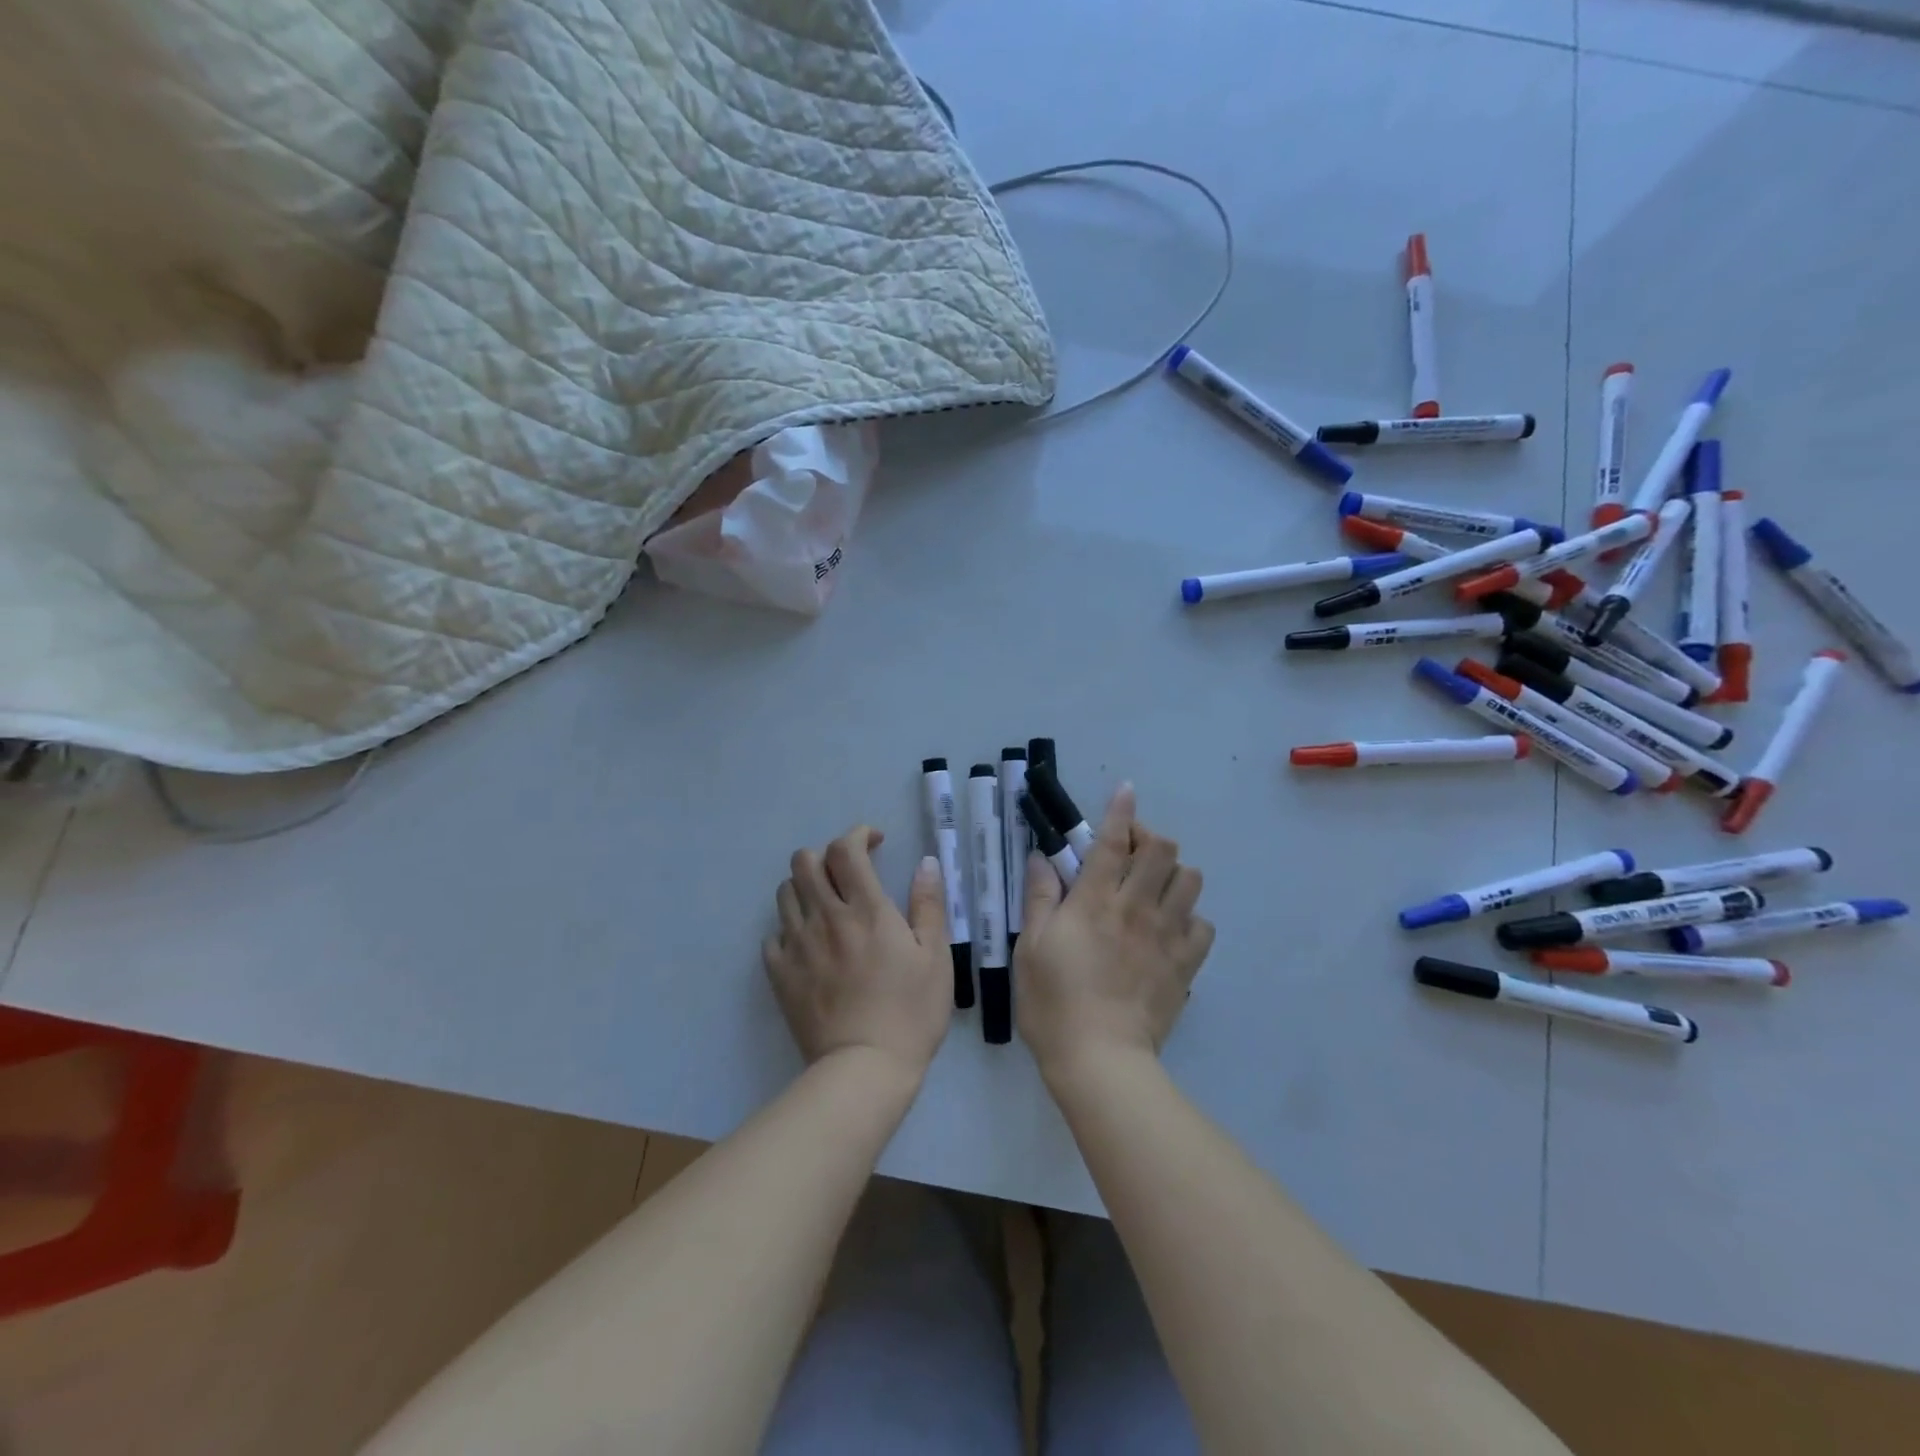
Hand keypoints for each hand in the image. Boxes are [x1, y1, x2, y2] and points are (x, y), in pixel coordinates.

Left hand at [763, 826, 952, 1077]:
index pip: (845, 850)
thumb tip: (924, 863)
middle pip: (805, 862)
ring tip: (826, 907)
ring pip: (784, 893)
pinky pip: (773, 935)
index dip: (857, 835)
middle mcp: (825, 917)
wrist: (864, 1069)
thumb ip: (928, 905)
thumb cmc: (911, 1012)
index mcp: (866, 909)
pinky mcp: (779, 974)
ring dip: (805, 888)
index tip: (874, 843)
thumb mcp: (936, 957)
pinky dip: (789, 929)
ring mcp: (797, 945)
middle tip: (848, 875)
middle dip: (825, 856)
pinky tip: (808, 945)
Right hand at [1014, 785, 1213, 1078]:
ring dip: (1173, 874)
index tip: (1125, 791)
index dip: (1120, 811)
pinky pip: (1203, 926)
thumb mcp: (1029, 946)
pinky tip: (1172, 930)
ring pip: (1190, 881)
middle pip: (1162, 851)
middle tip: (1130, 851)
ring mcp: (1166, 936)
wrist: (1099, 1059)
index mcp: (1095, 900)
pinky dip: (1190, 919)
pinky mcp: (1185, 965)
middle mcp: (1136, 908)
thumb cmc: (1053, 1001)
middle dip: (1149, 839)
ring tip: (1154, 888)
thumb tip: (1043, 858)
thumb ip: (1040, 897)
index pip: (1112, 841)